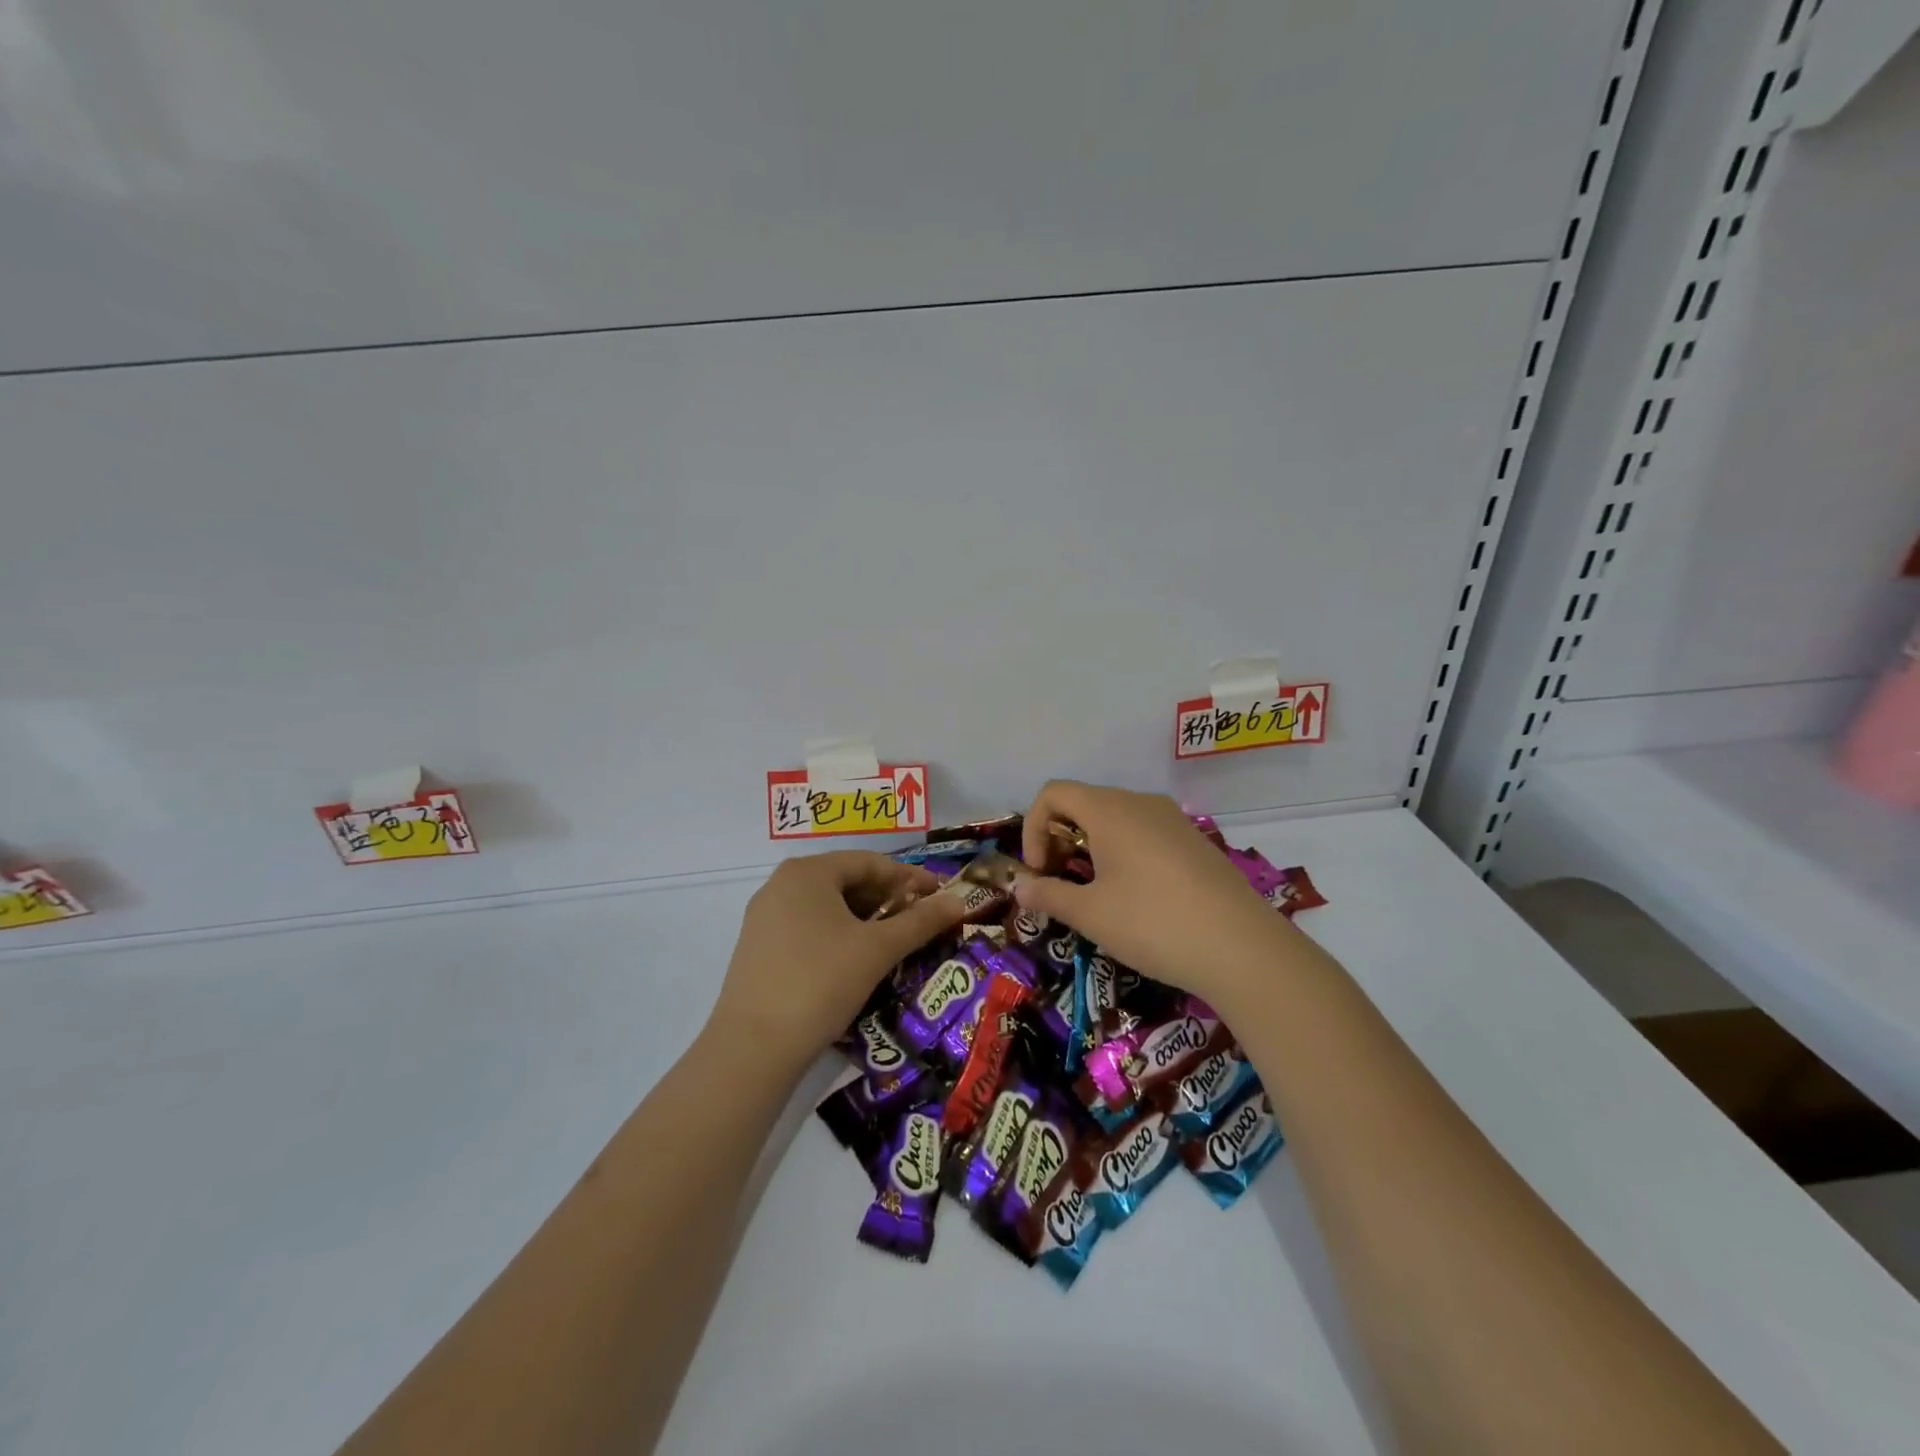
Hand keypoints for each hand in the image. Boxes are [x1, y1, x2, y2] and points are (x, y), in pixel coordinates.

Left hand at [708, 852, 968, 1070]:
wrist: (753, 1047)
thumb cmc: (821, 982)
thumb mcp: (878, 950)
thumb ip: (921, 921)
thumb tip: (959, 901)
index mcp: (808, 871)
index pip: (870, 862)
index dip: (909, 878)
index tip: (940, 895)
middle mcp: (781, 884)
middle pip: (846, 881)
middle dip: (887, 899)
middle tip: (921, 920)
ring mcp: (764, 916)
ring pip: (827, 906)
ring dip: (865, 919)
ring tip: (894, 941)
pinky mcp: (758, 947)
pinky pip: (807, 927)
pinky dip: (838, 935)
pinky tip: (857, 959)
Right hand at [1014, 781, 1292, 1008]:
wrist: (1243, 948)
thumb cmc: (1153, 923)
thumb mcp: (1091, 914)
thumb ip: (1048, 895)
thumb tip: (1019, 887)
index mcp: (1109, 809)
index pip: (1054, 793)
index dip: (1034, 828)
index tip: (1040, 871)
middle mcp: (1140, 802)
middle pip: (1083, 804)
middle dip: (1060, 840)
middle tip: (1060, 886)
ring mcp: (1172, 820)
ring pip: (1115, 820)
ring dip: (1090, 849)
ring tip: (1094, 895)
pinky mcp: (1194, 841)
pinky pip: (1144, 833)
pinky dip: (1122, 853)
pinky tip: (1134, 897)